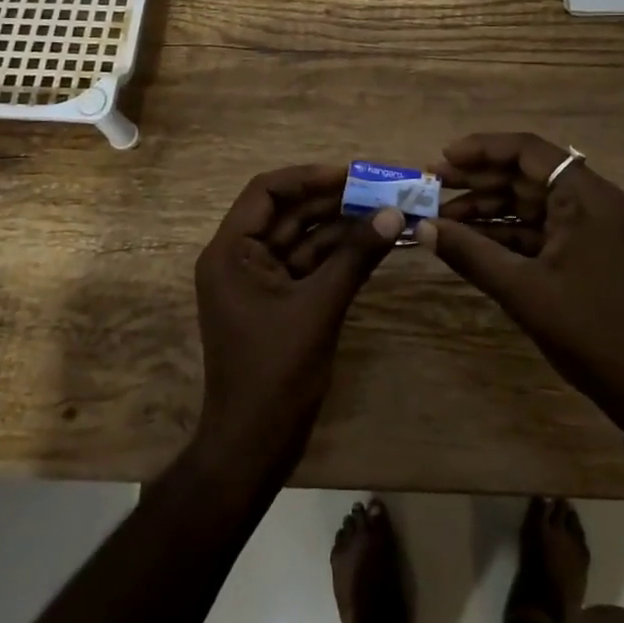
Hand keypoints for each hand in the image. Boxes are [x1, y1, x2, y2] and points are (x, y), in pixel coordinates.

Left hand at [192, 165, 403, 486]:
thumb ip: (354, 257)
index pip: (266, 192)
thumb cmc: (274, 374)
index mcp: (231, 252)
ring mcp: (260, 281)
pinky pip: (310, 265)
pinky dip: (339, 255)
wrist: (253, 448)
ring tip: (386, 211)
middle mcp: (241, 258)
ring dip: (341, 227)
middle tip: (381, 190)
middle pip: (289, 213)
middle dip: (333, 201)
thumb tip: (392, 212)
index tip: (351, 174)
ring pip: (303, 239)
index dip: (308, 177)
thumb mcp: (318, 308)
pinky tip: (375, 244)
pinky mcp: (280, 302)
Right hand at [419, 132, 623, 437]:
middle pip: (528, 174)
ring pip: (533, 202)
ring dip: (490, 208)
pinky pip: (543, 228)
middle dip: (479, 180)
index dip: (482, 149)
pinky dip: (509, 232)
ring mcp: (595, 226)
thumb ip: (470, 253)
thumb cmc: (590, 330)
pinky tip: (472, 240)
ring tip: (442, 218)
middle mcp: (595, 200)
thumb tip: (422, 228)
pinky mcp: (591, 250)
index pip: (529, 151)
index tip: (444, 159)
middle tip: (432, 188)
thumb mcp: (522, 290)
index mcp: (587, 197)